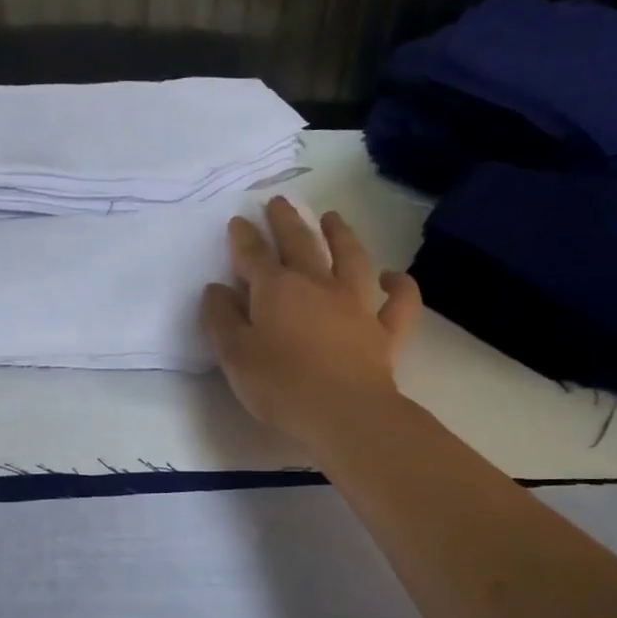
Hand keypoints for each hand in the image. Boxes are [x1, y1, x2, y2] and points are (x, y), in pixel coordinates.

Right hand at [201, 196, 422, 450]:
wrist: (345, 414)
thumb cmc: (281, 387)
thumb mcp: (235, 356)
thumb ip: (222, 320)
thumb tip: (217, 289)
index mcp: (277, 290)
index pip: (254, 255)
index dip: (244, 237)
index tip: (238, 221)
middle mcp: (318, 285)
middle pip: (301, 243)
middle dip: (286, 221)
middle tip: (279, 202)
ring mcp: (357, 305)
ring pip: (352, 258)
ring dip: (342, 234)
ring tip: (333, 217)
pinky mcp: (385, 331)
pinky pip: (399, 302)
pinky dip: (399, 285)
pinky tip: (392, 277)